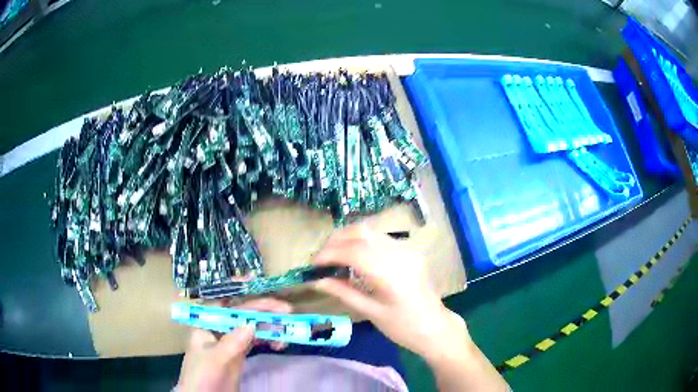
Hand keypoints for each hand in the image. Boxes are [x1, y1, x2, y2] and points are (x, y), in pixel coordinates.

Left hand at [177, 298, 292, 391]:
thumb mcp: (215, 360)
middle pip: (243, 316)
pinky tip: (278, 344)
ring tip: (286, 333)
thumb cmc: (202, 377)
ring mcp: (229, 343)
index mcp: (207, 325)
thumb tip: (251, 325)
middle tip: (288, 314)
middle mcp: (219, 329)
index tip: (273, 305)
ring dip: (269, 328)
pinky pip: (255, 343)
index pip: (230, 307)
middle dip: (264, 314)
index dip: (250, 302)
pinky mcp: (238, 355)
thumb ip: (232, 343)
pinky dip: (267, 341)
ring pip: (251, 329)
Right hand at [312, 224, 469, 358]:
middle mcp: (399, 253)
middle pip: (361, 232)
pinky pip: (381, 238)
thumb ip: (344, 293)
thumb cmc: (402, 326)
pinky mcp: (410, 250)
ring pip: (371, 231)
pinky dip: (363, 242)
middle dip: (336, 240)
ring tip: (335, 255)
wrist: (434, 327)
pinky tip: (355, 257)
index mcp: (389, 272)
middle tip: (322, 257)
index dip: (329, 253)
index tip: (313, 264)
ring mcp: (407, 249)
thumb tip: (318, 281)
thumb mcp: (371, 312)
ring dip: (349, 238)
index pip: (352, 251)